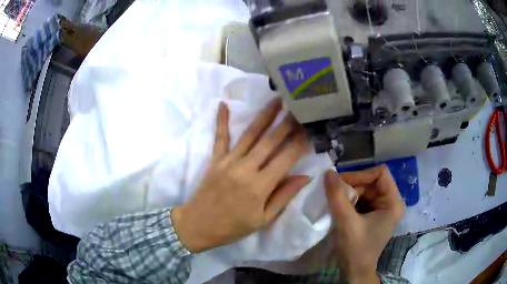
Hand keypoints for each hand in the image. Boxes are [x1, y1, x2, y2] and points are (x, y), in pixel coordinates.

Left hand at [172, 99, 310, 252]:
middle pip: (270, 140)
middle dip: (287, 122)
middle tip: (298, 106)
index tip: (311, 128)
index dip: (300, 142)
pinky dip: (221, 120)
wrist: (197, 225)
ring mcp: (228, 161)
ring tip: (276, 99)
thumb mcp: (263, 219)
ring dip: (264, 115)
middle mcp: (245, 168)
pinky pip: (220, 137)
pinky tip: (223, 104)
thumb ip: (284, 196)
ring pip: (250, 134)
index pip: (286, 157)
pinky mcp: (215, 159)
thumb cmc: (233, 227)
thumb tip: (305, 177)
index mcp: (260, 186)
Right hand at [324, 166, 404, 283]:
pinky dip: (350, 200)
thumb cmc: (356, 249)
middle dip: (352, 185)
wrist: (355, 271)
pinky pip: (362, 199)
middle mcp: (391, 202)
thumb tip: (328, 172)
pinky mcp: (374, 214)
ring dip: (349, 193)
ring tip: (334, 200)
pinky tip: (340, 206)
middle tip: (333, 192)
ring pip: (365, 189)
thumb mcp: (346, 223)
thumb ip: (337, 197)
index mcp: (392, 202)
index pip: (380, 173)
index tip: (341, 183)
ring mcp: (382, 208)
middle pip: (371, 181)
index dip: (361, 175)